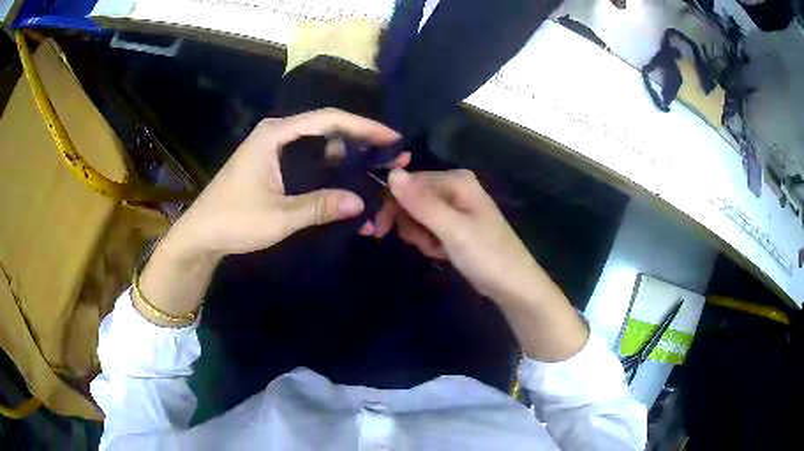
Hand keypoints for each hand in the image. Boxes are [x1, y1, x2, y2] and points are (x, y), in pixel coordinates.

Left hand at [137, 109, 403, 322]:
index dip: (364, 126)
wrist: (201, 235)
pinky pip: (309, 159)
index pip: (328, 120)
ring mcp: (274, 148)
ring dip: (346, 159)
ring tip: (374, 174)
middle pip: (327, 129)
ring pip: (319, 145)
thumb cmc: (234, 221)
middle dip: (360, 143)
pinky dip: (329, 170)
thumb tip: (360, 202)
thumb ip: (319, 206)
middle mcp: (276, 134)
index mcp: (275, 135)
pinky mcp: (273, 163)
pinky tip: (346, 184)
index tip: (392, 139)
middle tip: (389, 159)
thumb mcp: (279, 216)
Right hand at [376, 169, 588, 359]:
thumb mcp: (451, 229)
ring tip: (439, 250)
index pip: (409, 182)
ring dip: (421, 236)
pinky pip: (429, 228)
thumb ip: (421, 202)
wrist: (513, 286)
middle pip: (412, 199)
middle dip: (412, 225)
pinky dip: (431, 243)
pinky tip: (443, 253)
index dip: (392, 205)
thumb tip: (391, 173)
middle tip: (426, 243)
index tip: (379, 230)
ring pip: (418, 216)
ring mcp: (456, 208)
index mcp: (456, 180)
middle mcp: (455, 188)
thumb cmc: (486, 255)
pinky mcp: (456, 226)